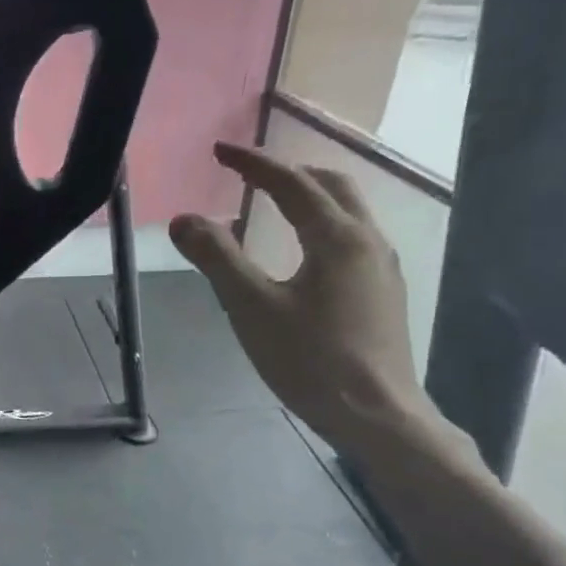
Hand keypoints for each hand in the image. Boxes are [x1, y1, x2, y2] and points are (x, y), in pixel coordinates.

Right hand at [169, 142, 446, 460]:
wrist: (375, 414)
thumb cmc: (309, 359)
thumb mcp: (251, 307)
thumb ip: (217, 258)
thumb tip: (183, 219)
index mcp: (337, 238)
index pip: (292, 184)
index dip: (254, 164)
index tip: (221, 151)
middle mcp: (368, 241)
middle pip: (332, 187)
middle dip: (290, 172)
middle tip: (249, 173)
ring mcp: (381, 268)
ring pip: (348, 212)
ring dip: (309, 197)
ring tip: (273, 204)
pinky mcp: (382, 294)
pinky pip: (351, 239)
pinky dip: (321, 225)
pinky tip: (301, 253)